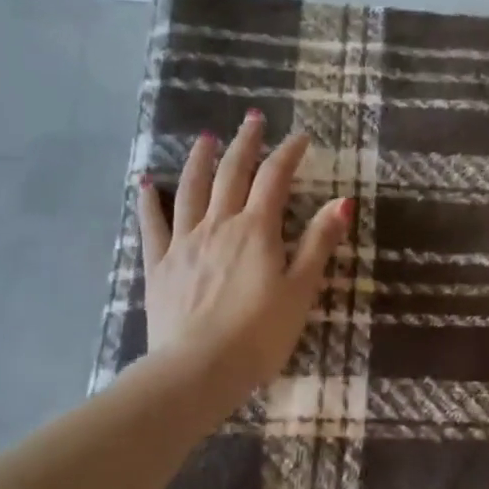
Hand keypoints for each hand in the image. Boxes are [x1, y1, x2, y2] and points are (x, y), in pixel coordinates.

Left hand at [136, 112, 351, 411]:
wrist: (199, 369)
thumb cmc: (260, 334)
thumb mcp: (301, 290)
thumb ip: (318, 243)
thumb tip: (342, 201)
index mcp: (256, 230)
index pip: (275, 179)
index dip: (289, 153)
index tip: (301, 137)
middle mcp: (218, 225)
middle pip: (231, 173)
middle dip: (245, 143)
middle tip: (253, 118)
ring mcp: (184, 242)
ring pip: (191, 189)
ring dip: (200, 160)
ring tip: (207, 138)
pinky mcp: (159, 265)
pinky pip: (152, 224)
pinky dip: (149, 199)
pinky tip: (145, 182)